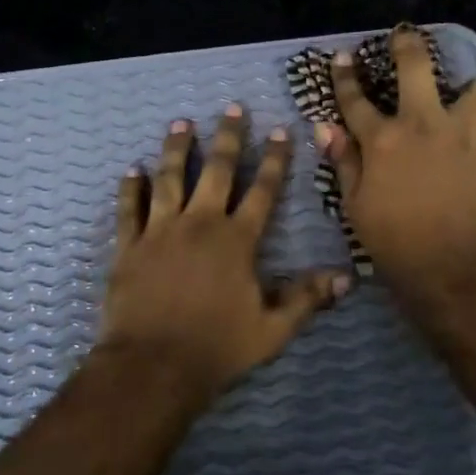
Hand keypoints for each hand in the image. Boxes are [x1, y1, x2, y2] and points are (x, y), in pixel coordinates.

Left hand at [99, 106, 351, 399]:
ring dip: (177, 149)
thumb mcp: (272, 329)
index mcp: (237, 240)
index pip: (262, 190)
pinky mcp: (129, 246)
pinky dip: (131, 188)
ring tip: (181, 123)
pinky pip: (130, 208)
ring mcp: (160, 231)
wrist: (152, 366)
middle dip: (228, 138)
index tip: (279, 131)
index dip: (274, 160)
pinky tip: (132, 170)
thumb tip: (346, 278)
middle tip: (232, 108)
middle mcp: (200, 223)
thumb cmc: (217, 347)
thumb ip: (306, 299)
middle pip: (216, 170)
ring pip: (170, 178)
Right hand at [318, 24, 475, 305]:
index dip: (345, 77)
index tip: (341, 57)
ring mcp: (469, 135)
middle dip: (408, 45)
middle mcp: (426, 124)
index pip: (356, 100)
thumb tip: (326, 128)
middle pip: (416, 68)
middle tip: (406, 34)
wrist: (457, 270)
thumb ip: (344, 162)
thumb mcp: (356, 207)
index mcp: (385, 139)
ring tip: (472, 89)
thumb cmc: (396, 243)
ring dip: (473, 86)